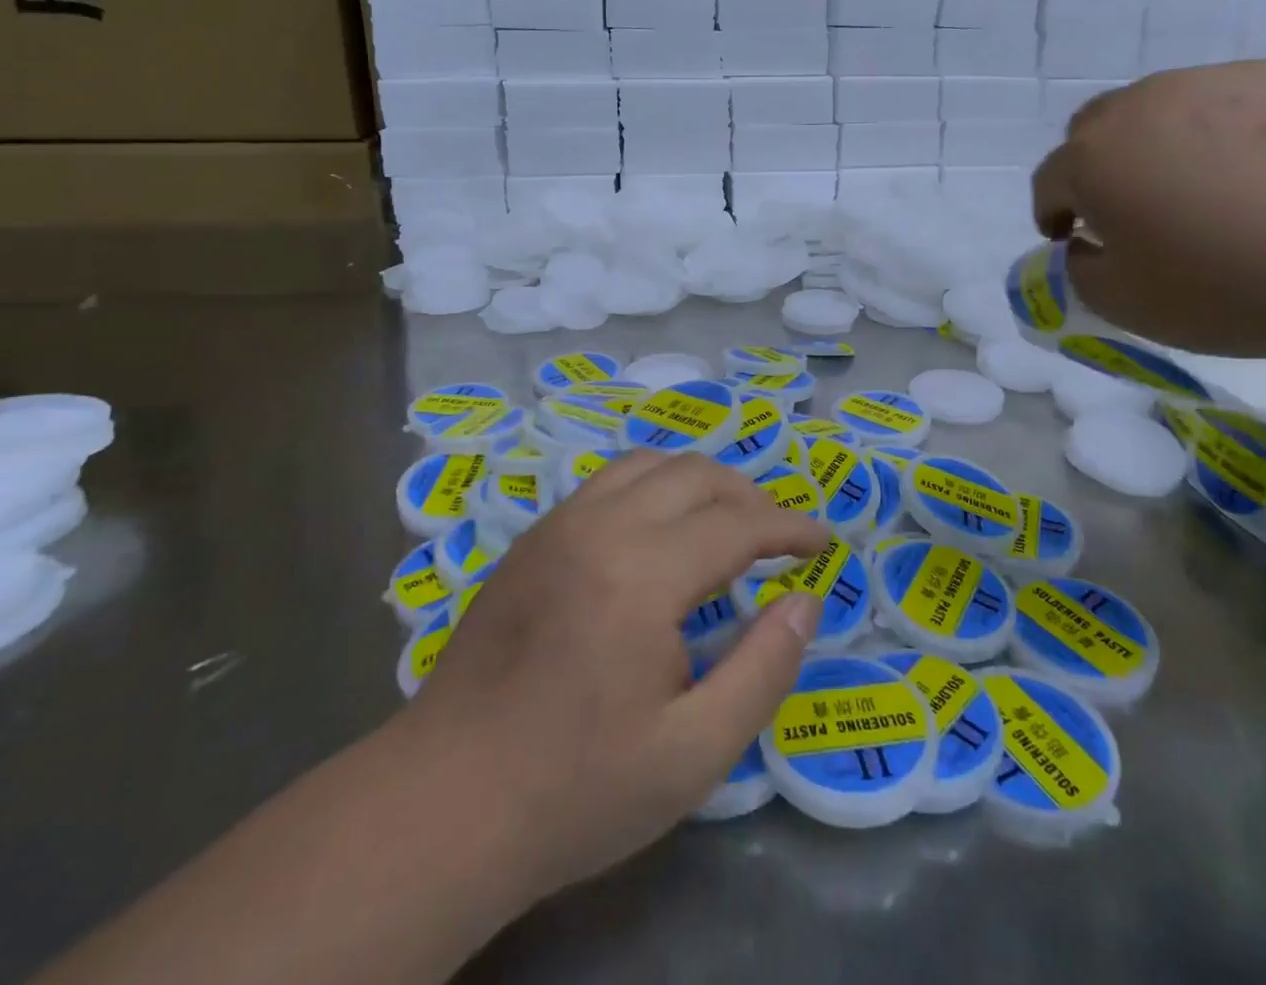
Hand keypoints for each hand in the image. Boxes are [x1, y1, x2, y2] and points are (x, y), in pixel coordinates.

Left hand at [396, 450, 828, 911]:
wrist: (444, 802)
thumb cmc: (576, 787)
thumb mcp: (692, 753)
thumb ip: (763, 669)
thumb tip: (804, 602)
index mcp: (642, 573)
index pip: (737, 522)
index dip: (788, 527)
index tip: (821, 540)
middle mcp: (600, 526)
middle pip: (694, 474)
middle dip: (748, 496)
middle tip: (776, 538)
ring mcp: (558, 525)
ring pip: (647, 464)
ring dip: (698, 483)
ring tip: (723, 525)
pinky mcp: (531, 539)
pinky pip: (607, 482)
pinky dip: (651, 488)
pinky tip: (657, 534)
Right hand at [1031, 61, 1265, 354]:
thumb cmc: (1232, 286)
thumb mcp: (1128, 306)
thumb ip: (1083, 272)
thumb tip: (1088, 244)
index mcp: (1094, 157)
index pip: (1050, 180)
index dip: (1052, 212)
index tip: (1071, 239)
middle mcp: (1144, 104)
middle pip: (1097, 128)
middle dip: (1099, 166)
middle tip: (1133, 210)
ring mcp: (1219, 81)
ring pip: (1166, 108)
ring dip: (1164, 145)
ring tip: (1211, 191)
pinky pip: (1237, 104)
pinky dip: (1234, 134)